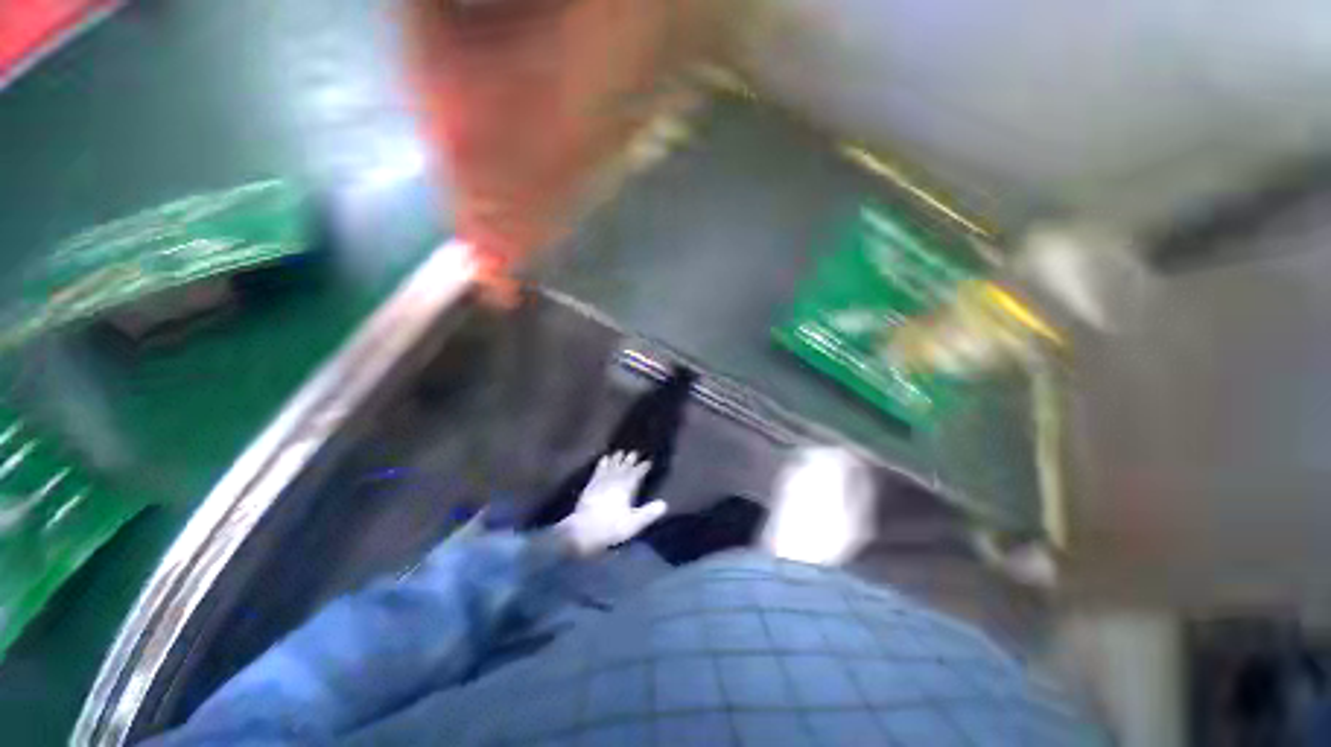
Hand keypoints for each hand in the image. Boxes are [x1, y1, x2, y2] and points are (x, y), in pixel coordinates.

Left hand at [556, 451, 664, 556]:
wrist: (583, 531)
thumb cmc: (611, 527)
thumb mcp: (633, 524)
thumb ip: (648, 513)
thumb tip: (664, 504)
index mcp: (626, 486)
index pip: (638, 472)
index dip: (644, 466)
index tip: (649, 461)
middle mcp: (615, 479)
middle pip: (625, 466)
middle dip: (631, 459)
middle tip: (636, 452)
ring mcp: (602, 481)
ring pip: (612, 465)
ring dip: (617, 458)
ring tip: (621, 451)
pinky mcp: (591, 485)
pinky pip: (599, 469)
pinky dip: (603, 463)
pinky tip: (604, 459)